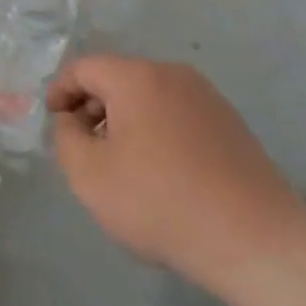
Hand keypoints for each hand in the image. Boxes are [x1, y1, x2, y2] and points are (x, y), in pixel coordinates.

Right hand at [48, 55, 305, 288]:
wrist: (252, 237)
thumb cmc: (159, 202)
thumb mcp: (90, 175)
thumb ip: (66, 138)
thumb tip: (72, 120)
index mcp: (138, 78)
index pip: (85, 68)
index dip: (61, 90)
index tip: (53, 120)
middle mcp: (174, 75)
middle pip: (119, 78)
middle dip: (93, 106)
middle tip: (82, 146)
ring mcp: (207, 97)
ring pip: (149, 96)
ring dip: (124, 119)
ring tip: (118, 162)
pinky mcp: (229, 122)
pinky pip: (176, 113)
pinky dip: (155, 129)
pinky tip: (158, 171)